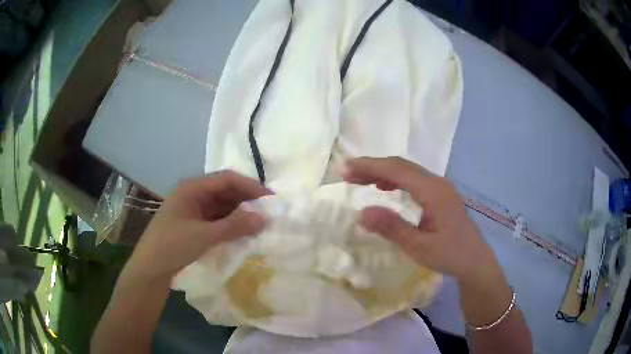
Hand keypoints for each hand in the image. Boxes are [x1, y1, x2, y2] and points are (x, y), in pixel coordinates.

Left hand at [123, 171, 270, 281]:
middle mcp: (194, 194)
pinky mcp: (195, 223)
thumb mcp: (204, 236)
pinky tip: (243, 231)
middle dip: (247, 199)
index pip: (227, 179)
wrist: (150, 268)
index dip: (250, 186)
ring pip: (223, 204)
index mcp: (192, 188)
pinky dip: (231, 223)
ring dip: (240, 212)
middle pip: (225, 190)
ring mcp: (194, 209)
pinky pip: (218, 218)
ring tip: (260, 222)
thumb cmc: (172, 246)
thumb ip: (234, 226)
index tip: (271, 199)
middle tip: (269, 212)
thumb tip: (265, 218)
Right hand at [343, 157, 499, 285]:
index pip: (396, 170)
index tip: (345, 169)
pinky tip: (383, 188)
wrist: (474, 261)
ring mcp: (439, 187)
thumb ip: (391, 227)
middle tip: (346, 174)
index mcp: (432, 191)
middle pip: (400, 166)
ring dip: (382, 173)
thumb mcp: (418, 246)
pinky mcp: (439, 195)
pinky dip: (394, 181)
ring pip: (406, 172)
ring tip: (359, 180)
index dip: (368, 167)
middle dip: (371, 167)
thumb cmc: (449, 255)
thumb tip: (360, 213)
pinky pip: (413, 180)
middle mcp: (436, 182)